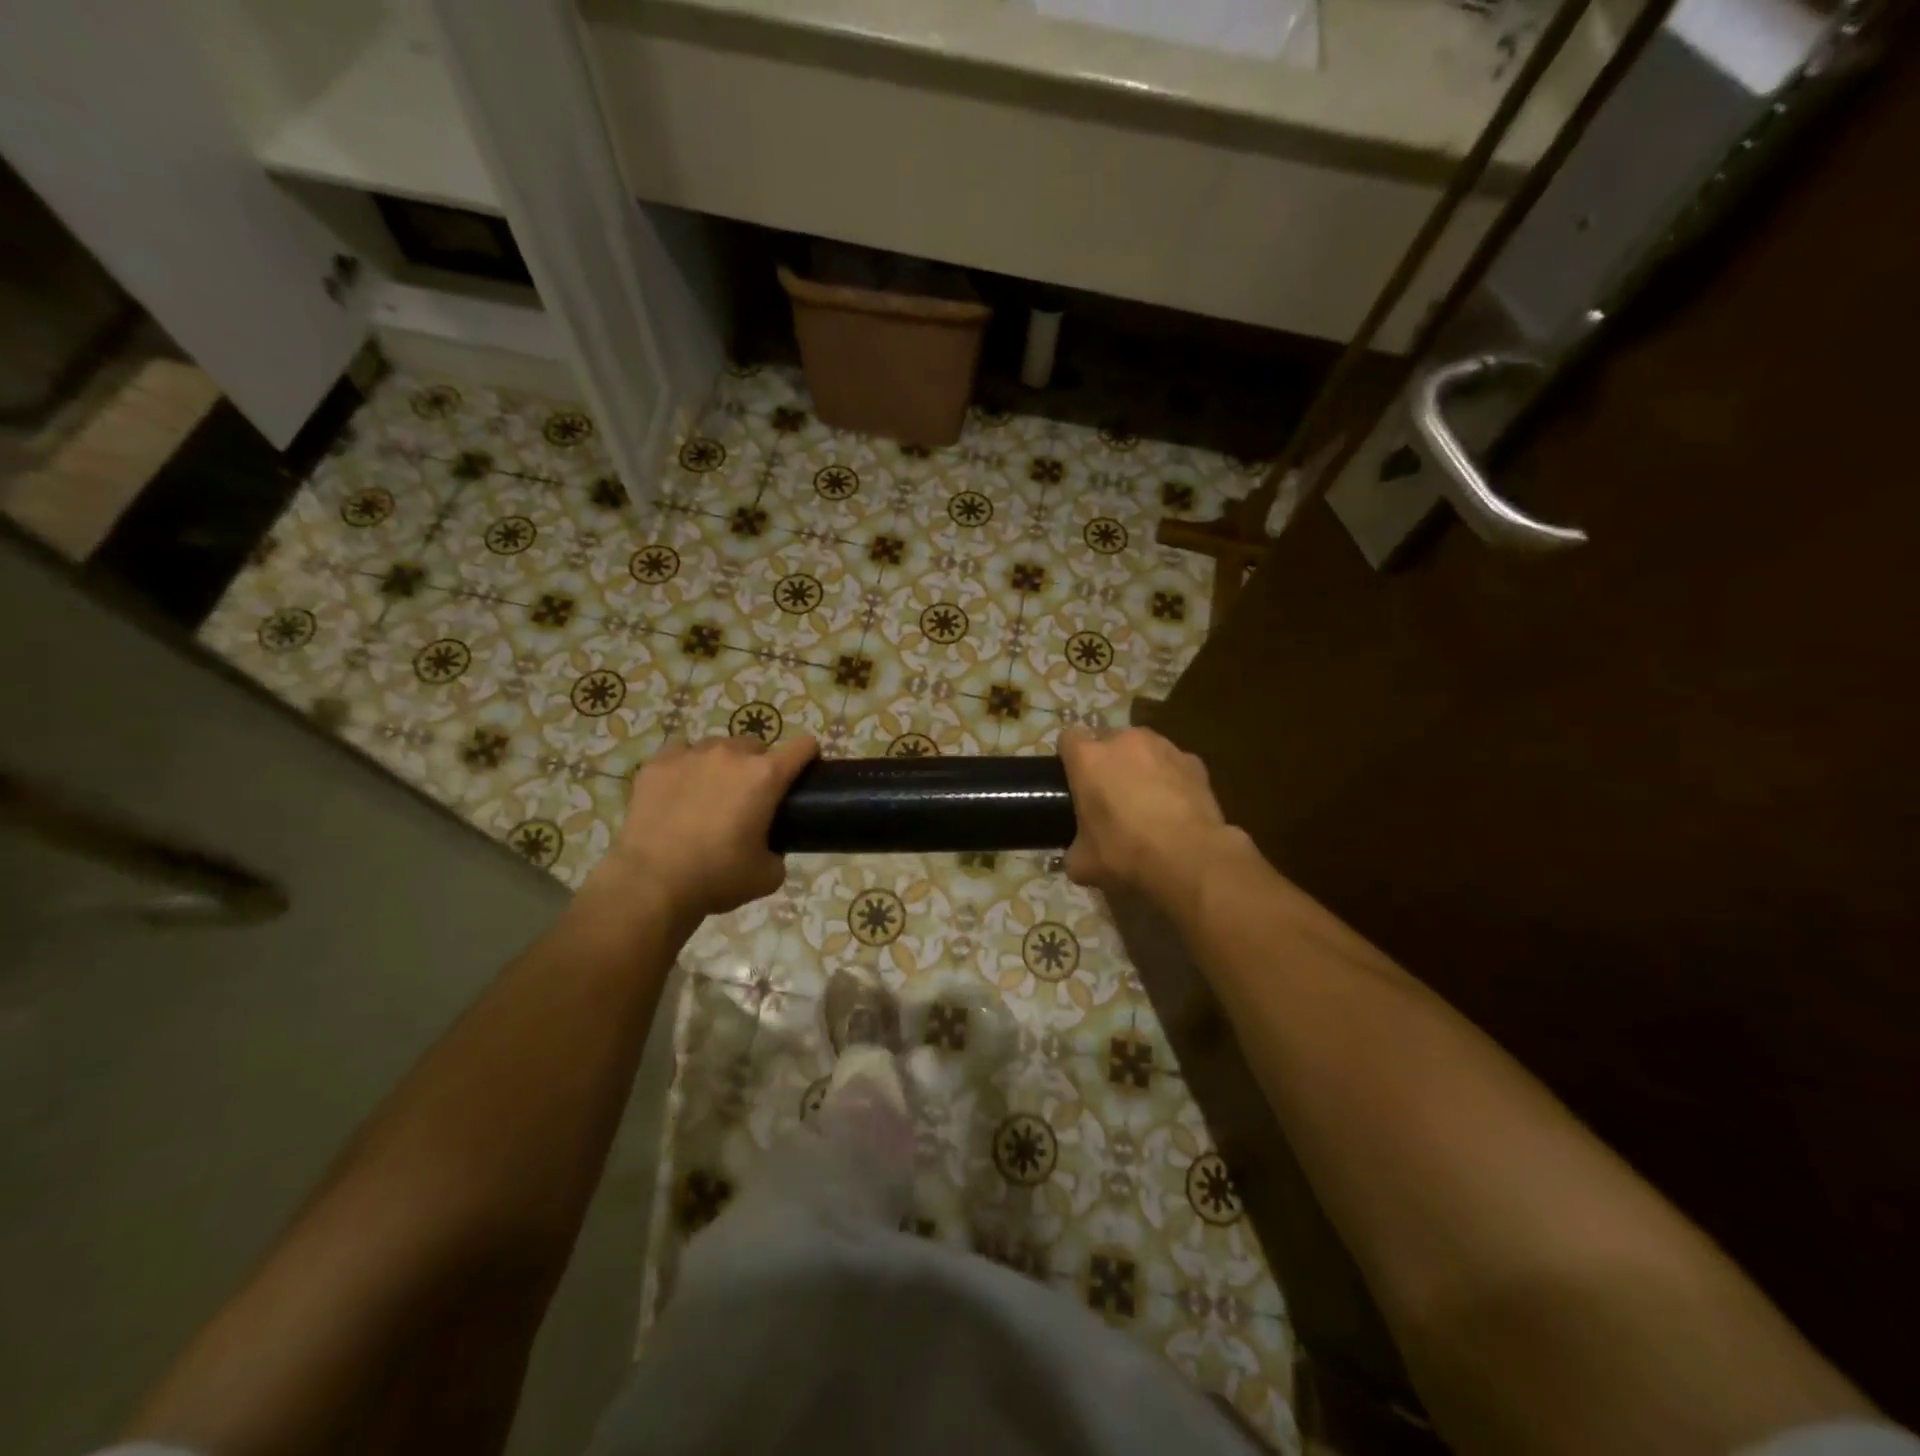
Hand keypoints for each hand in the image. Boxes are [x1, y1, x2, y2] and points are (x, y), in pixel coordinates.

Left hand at [598, 734, 817, 922]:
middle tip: (750, 798)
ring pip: (717, 747)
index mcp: (765, 776)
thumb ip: (778, 853)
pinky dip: (686, 766)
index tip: (804, 773)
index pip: (803, 746)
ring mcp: (691, 755)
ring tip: (711, 794)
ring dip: (722, 764)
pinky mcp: (656, 764)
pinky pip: (680, 753)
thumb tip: (770, 848)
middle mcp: (731, 755)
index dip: (809, 757)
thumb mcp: (767, 875)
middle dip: (758, 766)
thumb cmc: (717, 877)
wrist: (652, 883)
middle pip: (756, 745)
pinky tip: (679, 791)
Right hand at [1059, 726, 1238, 903]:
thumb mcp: (1082, 863)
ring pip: (1142, 748)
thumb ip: (1073, 849)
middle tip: (1109, 796)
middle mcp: (1124, 741)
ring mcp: (1163, 746)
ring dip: (1139, 766)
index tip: (1073, 782)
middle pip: (1107, 740)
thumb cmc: (1126, 853)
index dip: (1069, 758)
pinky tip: (1175, 807)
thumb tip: (1076, 854)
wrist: (1191, 859)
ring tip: (1146, 801)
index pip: (1068, 738)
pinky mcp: (1194, 761)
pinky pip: (1172, 764)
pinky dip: (1170, 778)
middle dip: (1106, 761)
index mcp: (1088, 758)